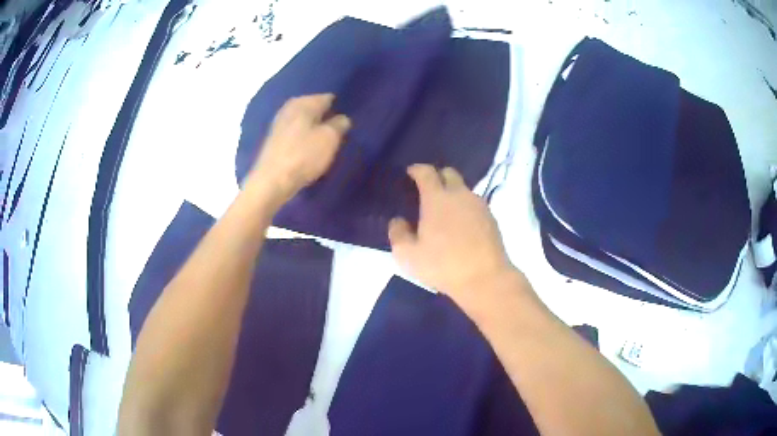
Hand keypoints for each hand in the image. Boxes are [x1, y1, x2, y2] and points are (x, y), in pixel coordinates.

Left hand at [247, 93, 350, 201]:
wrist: (271, 182)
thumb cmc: (303, 156)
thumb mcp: (330, 139)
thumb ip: (339, 124)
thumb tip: (342, 118)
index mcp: (303, 102)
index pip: (327, 98)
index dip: (340, 106)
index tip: (350, 117)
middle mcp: (289, 108)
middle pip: (314, 109)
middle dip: (326, 117)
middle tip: (341, 130)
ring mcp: (279, 124)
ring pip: (304, 121)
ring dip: (315, 129)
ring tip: (329, 141)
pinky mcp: (275, 141)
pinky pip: (296, 134)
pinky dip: (304, 138)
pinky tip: (311, 149)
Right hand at [388, 164, 516, 305]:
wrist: (485, 279)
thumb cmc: (443, 265)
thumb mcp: (408, 255)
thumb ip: (398, 233)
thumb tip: (398, 221)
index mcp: (437, 198)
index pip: (426, 172)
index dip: (416, 169)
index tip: (410, 173)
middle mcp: (460, 194)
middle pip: (449, 173)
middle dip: (437, 176)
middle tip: (427, 190)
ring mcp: (479, 205)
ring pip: (464, 189)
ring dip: (453, 193)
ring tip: (444, 211)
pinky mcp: (492, 218)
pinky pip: (474, 204)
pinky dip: (465, 208)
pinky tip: (461, 226)